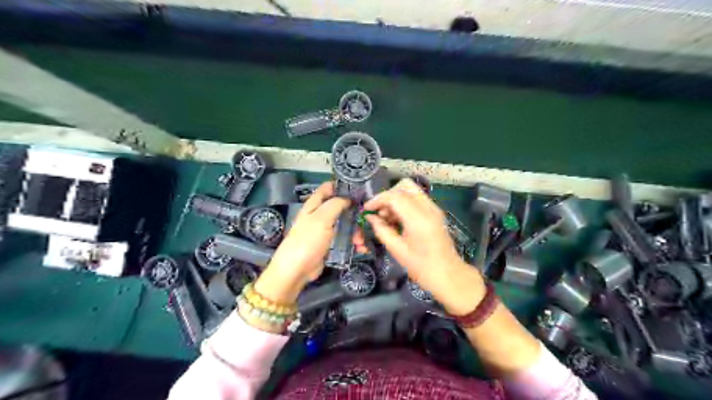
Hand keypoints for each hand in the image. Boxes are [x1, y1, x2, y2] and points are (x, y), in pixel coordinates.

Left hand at [257, 183, 349, 304]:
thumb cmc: (308, 240)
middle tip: (365, 220)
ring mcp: (325, 230)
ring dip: (356, 231)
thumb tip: (349, 198)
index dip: (343, 186)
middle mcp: (320, 215)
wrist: (297, 270)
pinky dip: (353, 242)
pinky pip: (345, 239)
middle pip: (341, 207)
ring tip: (360, 242)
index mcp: (314, 205)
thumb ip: (335, 204)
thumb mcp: (321, 218)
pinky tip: (360, 248)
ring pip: (345, 224)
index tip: (360, 190)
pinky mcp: (330, 244)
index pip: (329, 188)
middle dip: (354, 213)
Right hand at [364, 179, 486, 315]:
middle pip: (405, 185)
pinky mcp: (435, 212)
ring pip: (411, 190)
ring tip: (387, 218)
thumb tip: (370, 217)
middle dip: (388, 195)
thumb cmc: (421, 267)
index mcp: (418, 219)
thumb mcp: (397, 250)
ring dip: (396, 199)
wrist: (448, 274)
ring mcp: (434, 208)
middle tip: (379, 211)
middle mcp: (428, 208)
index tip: (367, 209)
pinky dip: (404, 203)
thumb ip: (381, 230)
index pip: (394, 196)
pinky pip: (417, 198)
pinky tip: (397, 220)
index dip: (378, 200)